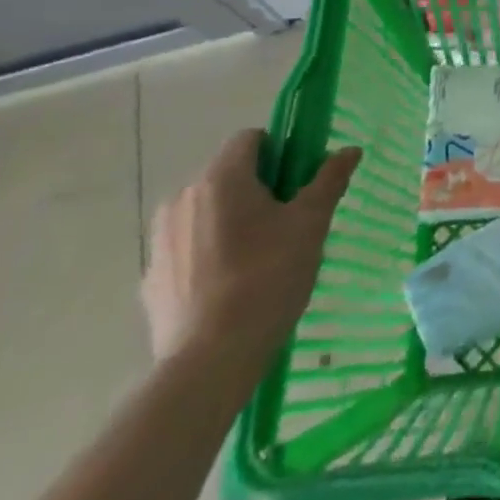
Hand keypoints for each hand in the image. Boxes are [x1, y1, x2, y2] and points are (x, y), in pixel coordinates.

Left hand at [141, 130, 361, 370]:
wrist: (209, 361)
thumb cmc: (267, 277)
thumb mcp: (311, 223)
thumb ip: (329, 180)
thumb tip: (349, 150)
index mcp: (221, 178)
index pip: (250, 138)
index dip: (280, 151)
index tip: (299, 183)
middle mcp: (182, 199)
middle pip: (228, 175)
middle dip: (258, 189)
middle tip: (288, 223)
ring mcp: (160, 240)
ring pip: (207, 212)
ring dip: (231, 221)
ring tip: (259, 259)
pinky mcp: (150, 279)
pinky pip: (188, 248)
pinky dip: (209, 254)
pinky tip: (230, 287)